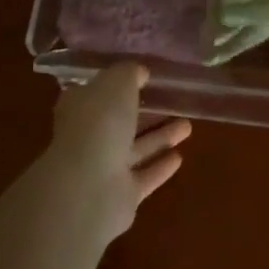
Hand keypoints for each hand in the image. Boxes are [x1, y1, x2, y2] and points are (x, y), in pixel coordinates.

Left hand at [47, 62, 190, 242]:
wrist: (90, 187)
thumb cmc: (100, 123)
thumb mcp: (117, 82)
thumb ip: (128, 73)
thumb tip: (139, 72)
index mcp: (80, 107)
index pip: (98, 91)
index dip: (119, 84)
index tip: (144, 78)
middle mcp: (89, 137)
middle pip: (121, 121)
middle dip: (147, 112)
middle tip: (174, 103)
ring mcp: (104, 168)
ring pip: (136, 148)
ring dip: (161, 137)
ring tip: (188, 126)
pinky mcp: (122, 195)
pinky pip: (145, 176)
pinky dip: (160, 166)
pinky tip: (180, 157)